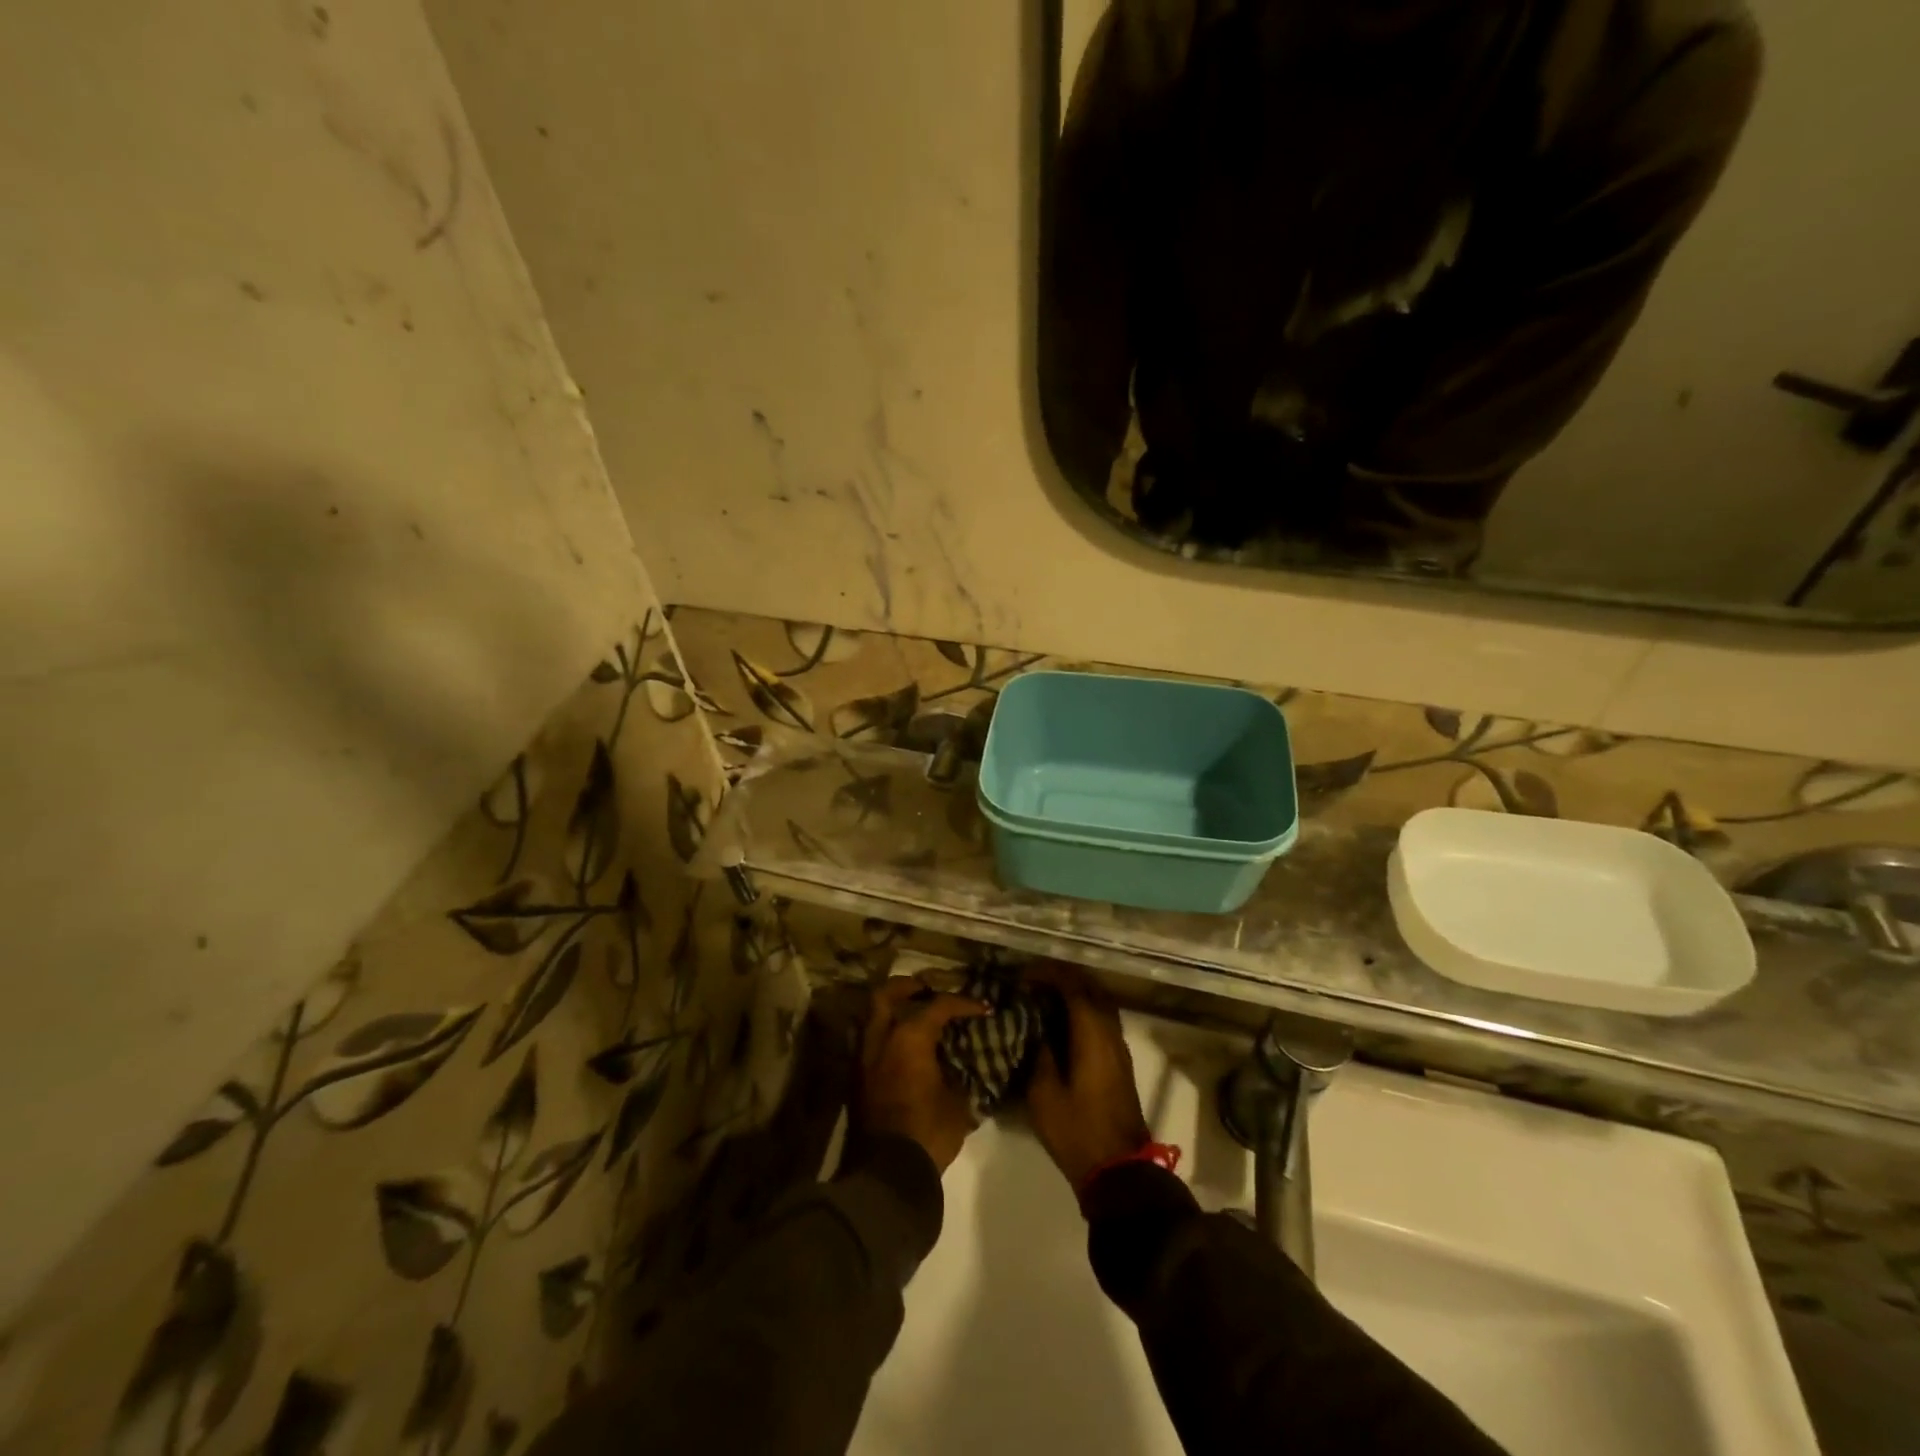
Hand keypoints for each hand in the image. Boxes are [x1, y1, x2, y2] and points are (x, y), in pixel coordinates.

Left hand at [857, 978, 987, 1171]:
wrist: (887, 1175)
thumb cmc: (928, 1132)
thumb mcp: (957, 1102)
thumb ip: (955, 1073)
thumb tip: (956, 1065)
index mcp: (909, 1038)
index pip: (938, 1006)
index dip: (964, 1003)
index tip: (983, 1008)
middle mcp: (880, 1039)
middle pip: (886, 995)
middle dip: (907, 987)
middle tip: (927, 990)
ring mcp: (863, 1058)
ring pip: (871, 1018)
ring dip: (891, 1011)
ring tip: (912, 1017)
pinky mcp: (856, 1080)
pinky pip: (869, 1043)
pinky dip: (884, 1036)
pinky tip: (902, 1049)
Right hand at [1025, 962, 1150, 1189]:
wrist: (1119, 1170)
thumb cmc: (1077, 1130)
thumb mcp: (1043, 1094)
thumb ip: (1038, 1052)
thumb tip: (1035, 1027)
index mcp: (1092, 1033)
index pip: (1072, 985)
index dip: (1046, 974)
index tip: (1021, 976)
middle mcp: (1110, 1031)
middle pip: (1090, 987)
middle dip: (1061, 978)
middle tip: (1031, 983)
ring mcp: (1119, 1046)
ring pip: (1099, 1002)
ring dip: (1074, 994)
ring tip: (1043, 999)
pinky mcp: (1120, 1061)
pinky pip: (1101, 1020)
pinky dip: (1082, 1011)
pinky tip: (1060, 1024)